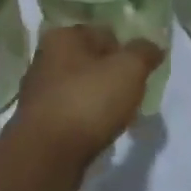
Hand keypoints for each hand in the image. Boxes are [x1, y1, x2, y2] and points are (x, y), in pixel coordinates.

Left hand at [6, 25, 161, 177]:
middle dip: (112, 77)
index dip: (126, 52)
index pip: (104, 34)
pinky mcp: (37, 121)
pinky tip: (96, 135)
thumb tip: (153, 46)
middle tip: (131, 97)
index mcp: (63, 36)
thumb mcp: (128, 70)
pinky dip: (84, 120)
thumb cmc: (87, 102)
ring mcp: (38, 90)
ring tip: (117, 120)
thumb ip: (143, 53)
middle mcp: (45, 57)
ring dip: (98, 100)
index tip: (140, 75)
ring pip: (80, 88)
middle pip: (91, 61)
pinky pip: (70, 113)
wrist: (46, 156)